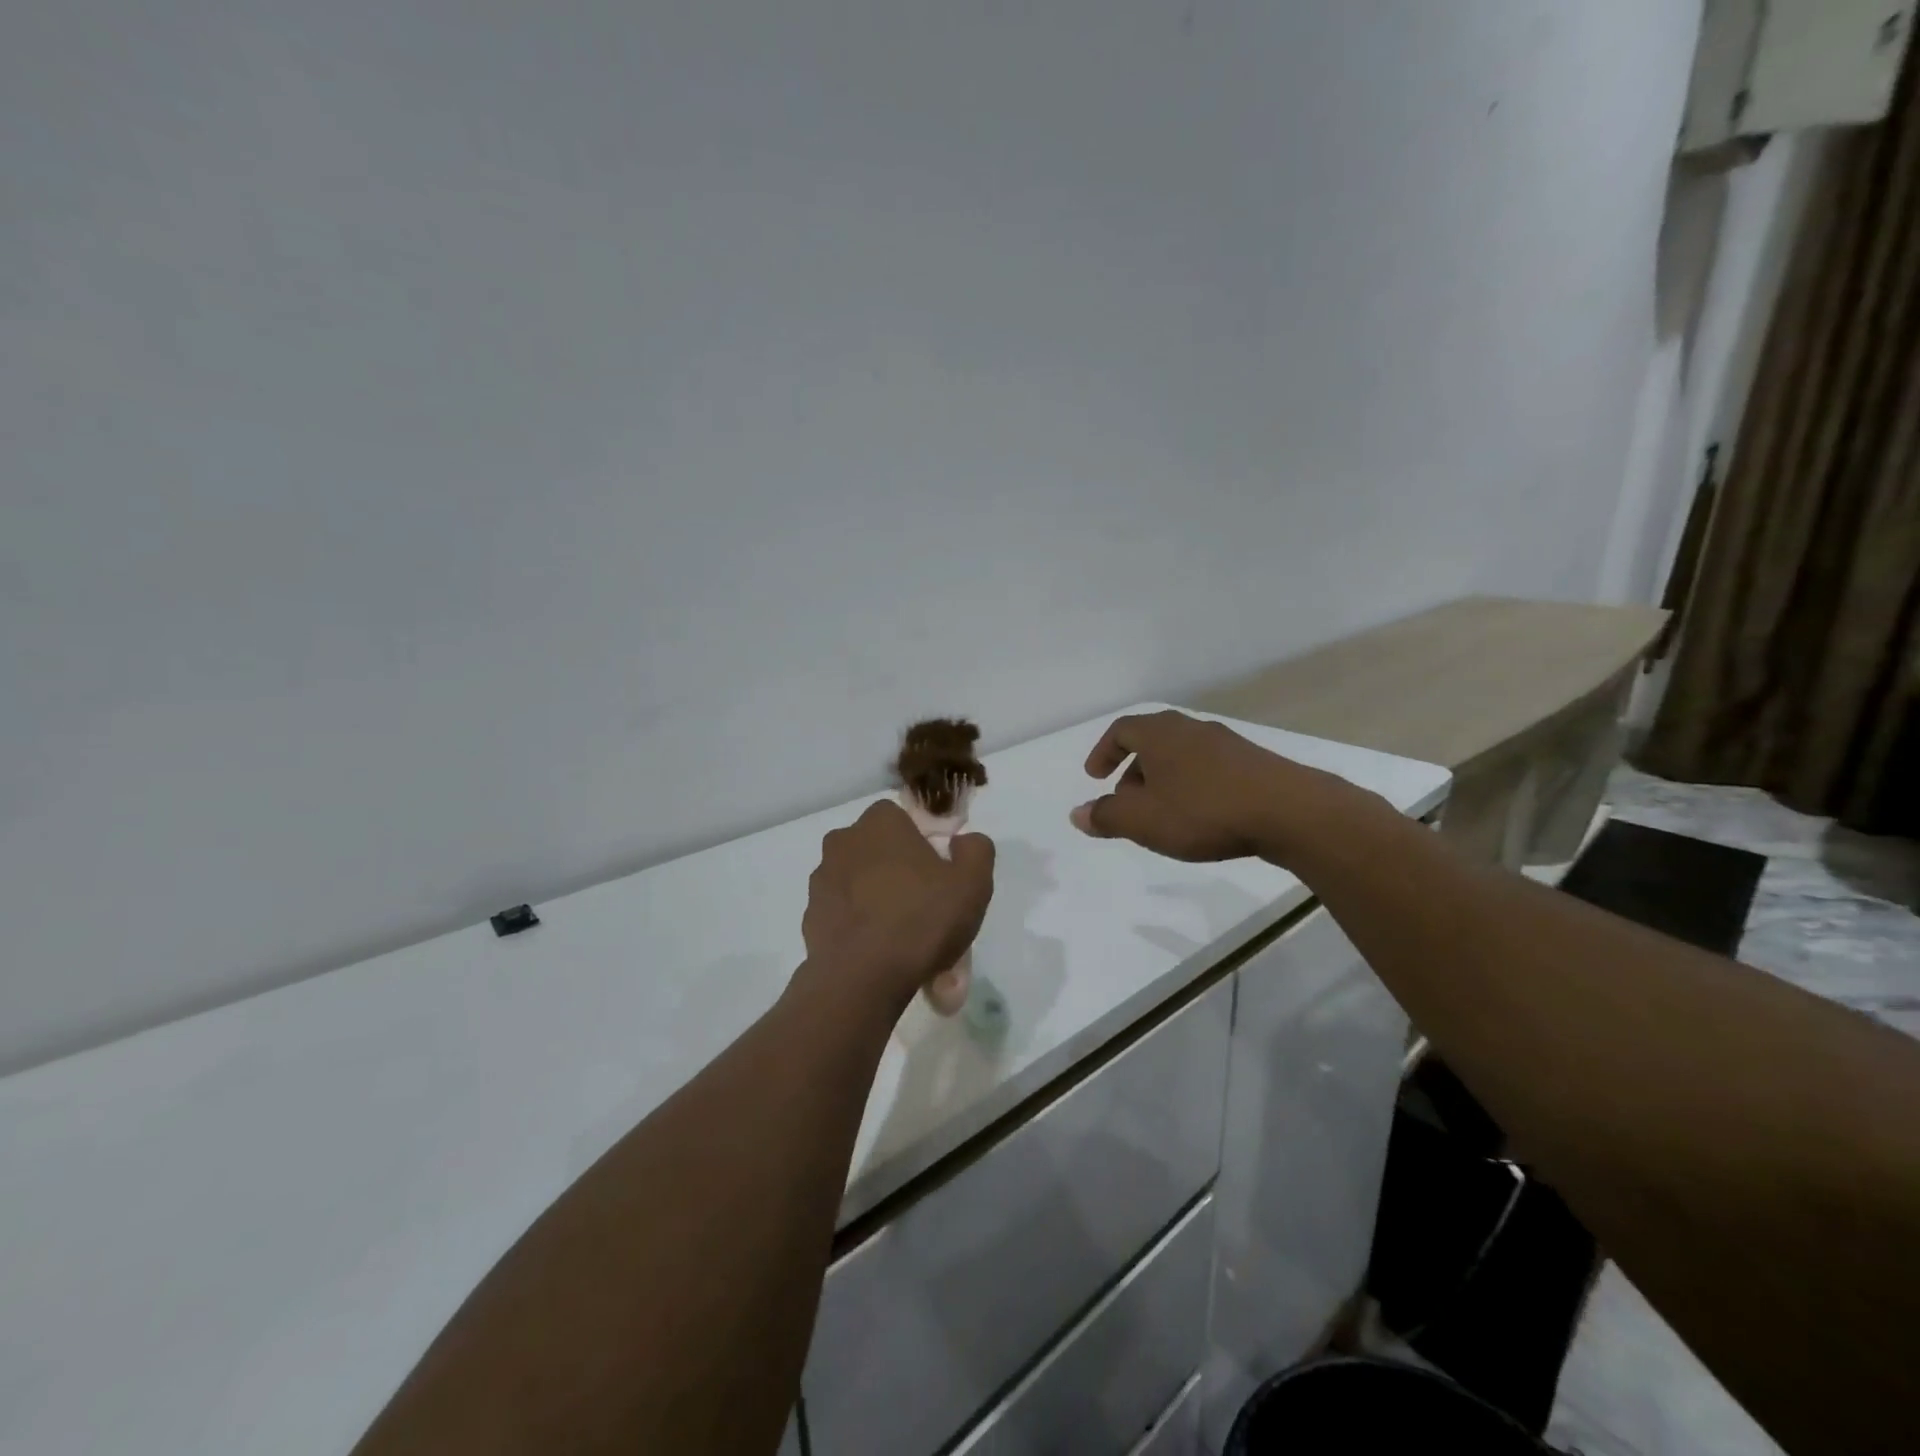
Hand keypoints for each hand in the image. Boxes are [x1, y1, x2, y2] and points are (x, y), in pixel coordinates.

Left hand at [799, 800, 995, 1011]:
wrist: (862, 979)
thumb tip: (962, 842)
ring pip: (860, 883)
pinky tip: (881, 954)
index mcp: (880, 823)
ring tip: (906, 941)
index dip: (923, 843)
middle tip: (925, 907)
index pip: (903, 819)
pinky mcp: (810, 916)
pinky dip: (860, 927)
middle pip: (879, 851)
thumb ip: (975, 850)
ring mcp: (821, 880)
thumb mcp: (973, 882)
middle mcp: (843, 842)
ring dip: (878, 900)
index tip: (939, 875)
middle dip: (899, 872)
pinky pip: (844, 914)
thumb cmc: (921, 920)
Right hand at [1070, 710, 1372, 864]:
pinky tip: (1201, 815)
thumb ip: (1107, 816)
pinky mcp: (1253, 762)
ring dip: (1163, 779)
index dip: (1103, 753)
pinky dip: (1192, 785)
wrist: (1289, 812)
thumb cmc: (1203, 811)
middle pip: (1152, 741)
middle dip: (1133, 770)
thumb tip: (1078, 814)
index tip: (1095, 777)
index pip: (1121, 730)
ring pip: (1181, 755)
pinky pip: (1208, 768)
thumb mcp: (1143, 820)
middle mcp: (1191, 729)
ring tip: (1163, 813)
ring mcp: (1226, 743)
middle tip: (1127, 801)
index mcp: (1160, 733)